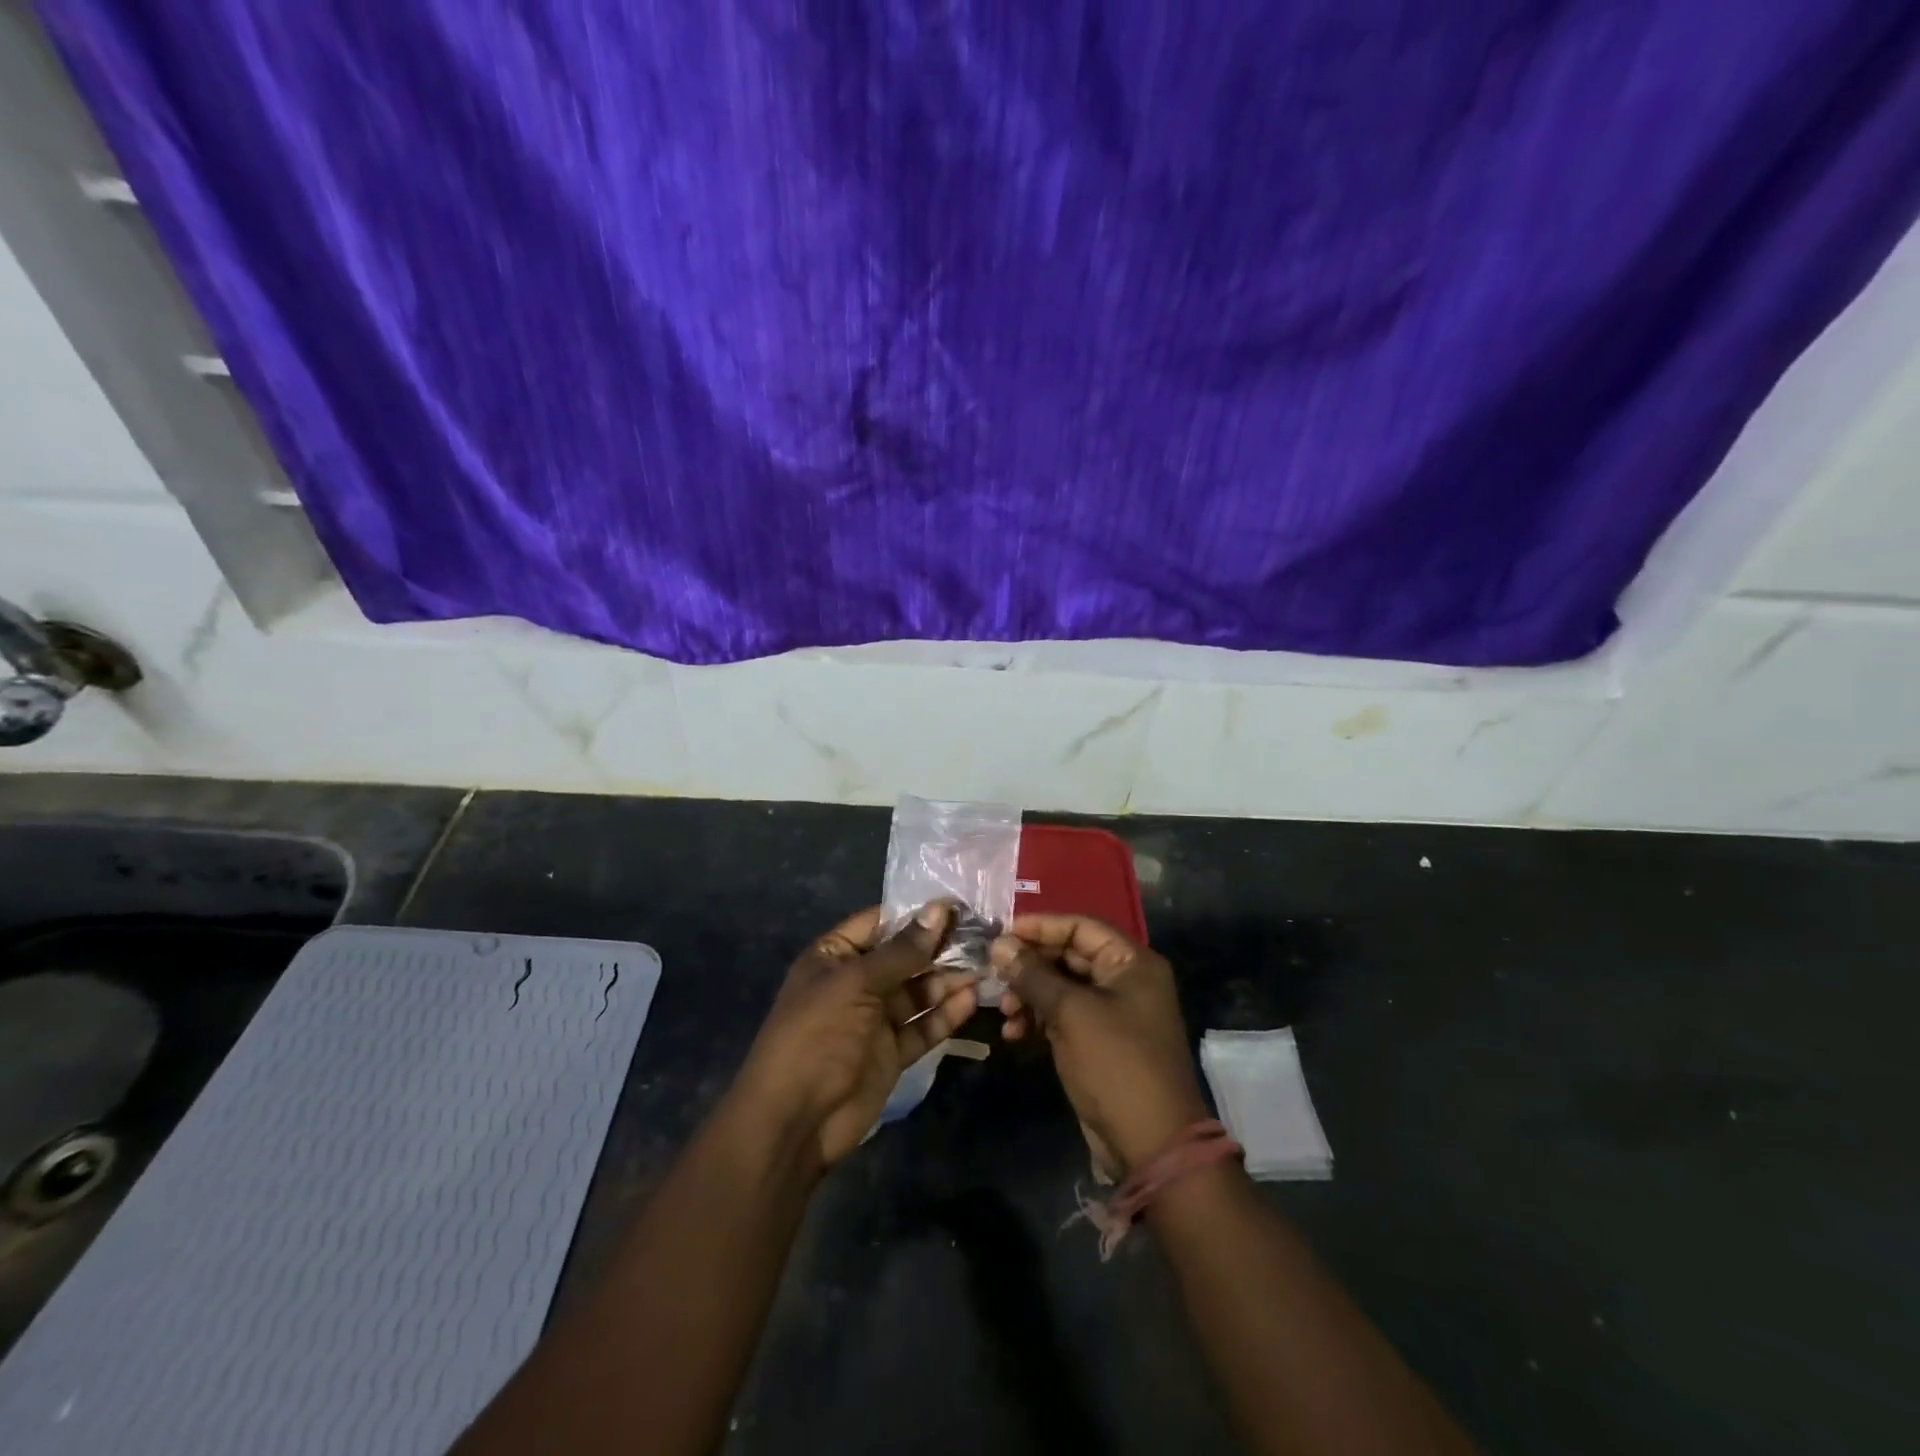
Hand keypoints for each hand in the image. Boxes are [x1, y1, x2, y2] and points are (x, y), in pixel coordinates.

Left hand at [732, 902, 978, 1170]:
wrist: (794, 1121)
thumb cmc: (817, 1036)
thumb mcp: (856, 984)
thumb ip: (902, 951)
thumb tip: (939, 909)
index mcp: (834, 956)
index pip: (880, 923)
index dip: (917, 914)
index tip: (959, 904)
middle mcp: (855, 982)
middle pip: (904, 957)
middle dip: (940, 948)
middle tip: (985, 936)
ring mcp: (873, 1019)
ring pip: (917, 992)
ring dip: (948, 980)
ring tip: (986, 966)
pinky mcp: (890, 1052)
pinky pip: (922, 1027)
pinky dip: (945, 1014)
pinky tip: (971, 1000)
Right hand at [993, 914, 1208, 1176]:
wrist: (1151, 1145)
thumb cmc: (1115, 1064)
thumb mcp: (1071, 1013)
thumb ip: (1033, 975)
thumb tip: (1000, 944)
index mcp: (1132, 962)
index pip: (1080, 927)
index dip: (1040, 927)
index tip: (1001, 934)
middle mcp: (1125, 980)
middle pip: (1069, 956)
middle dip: (1030, 966)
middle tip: (994, 976)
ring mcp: (1113, 1013)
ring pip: (1062, 988)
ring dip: (1029, 996)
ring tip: (1004, 1013)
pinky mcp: (1099, 1042)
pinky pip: (1064, 1017)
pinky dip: (1039, 1020)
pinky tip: (1014, 1034)